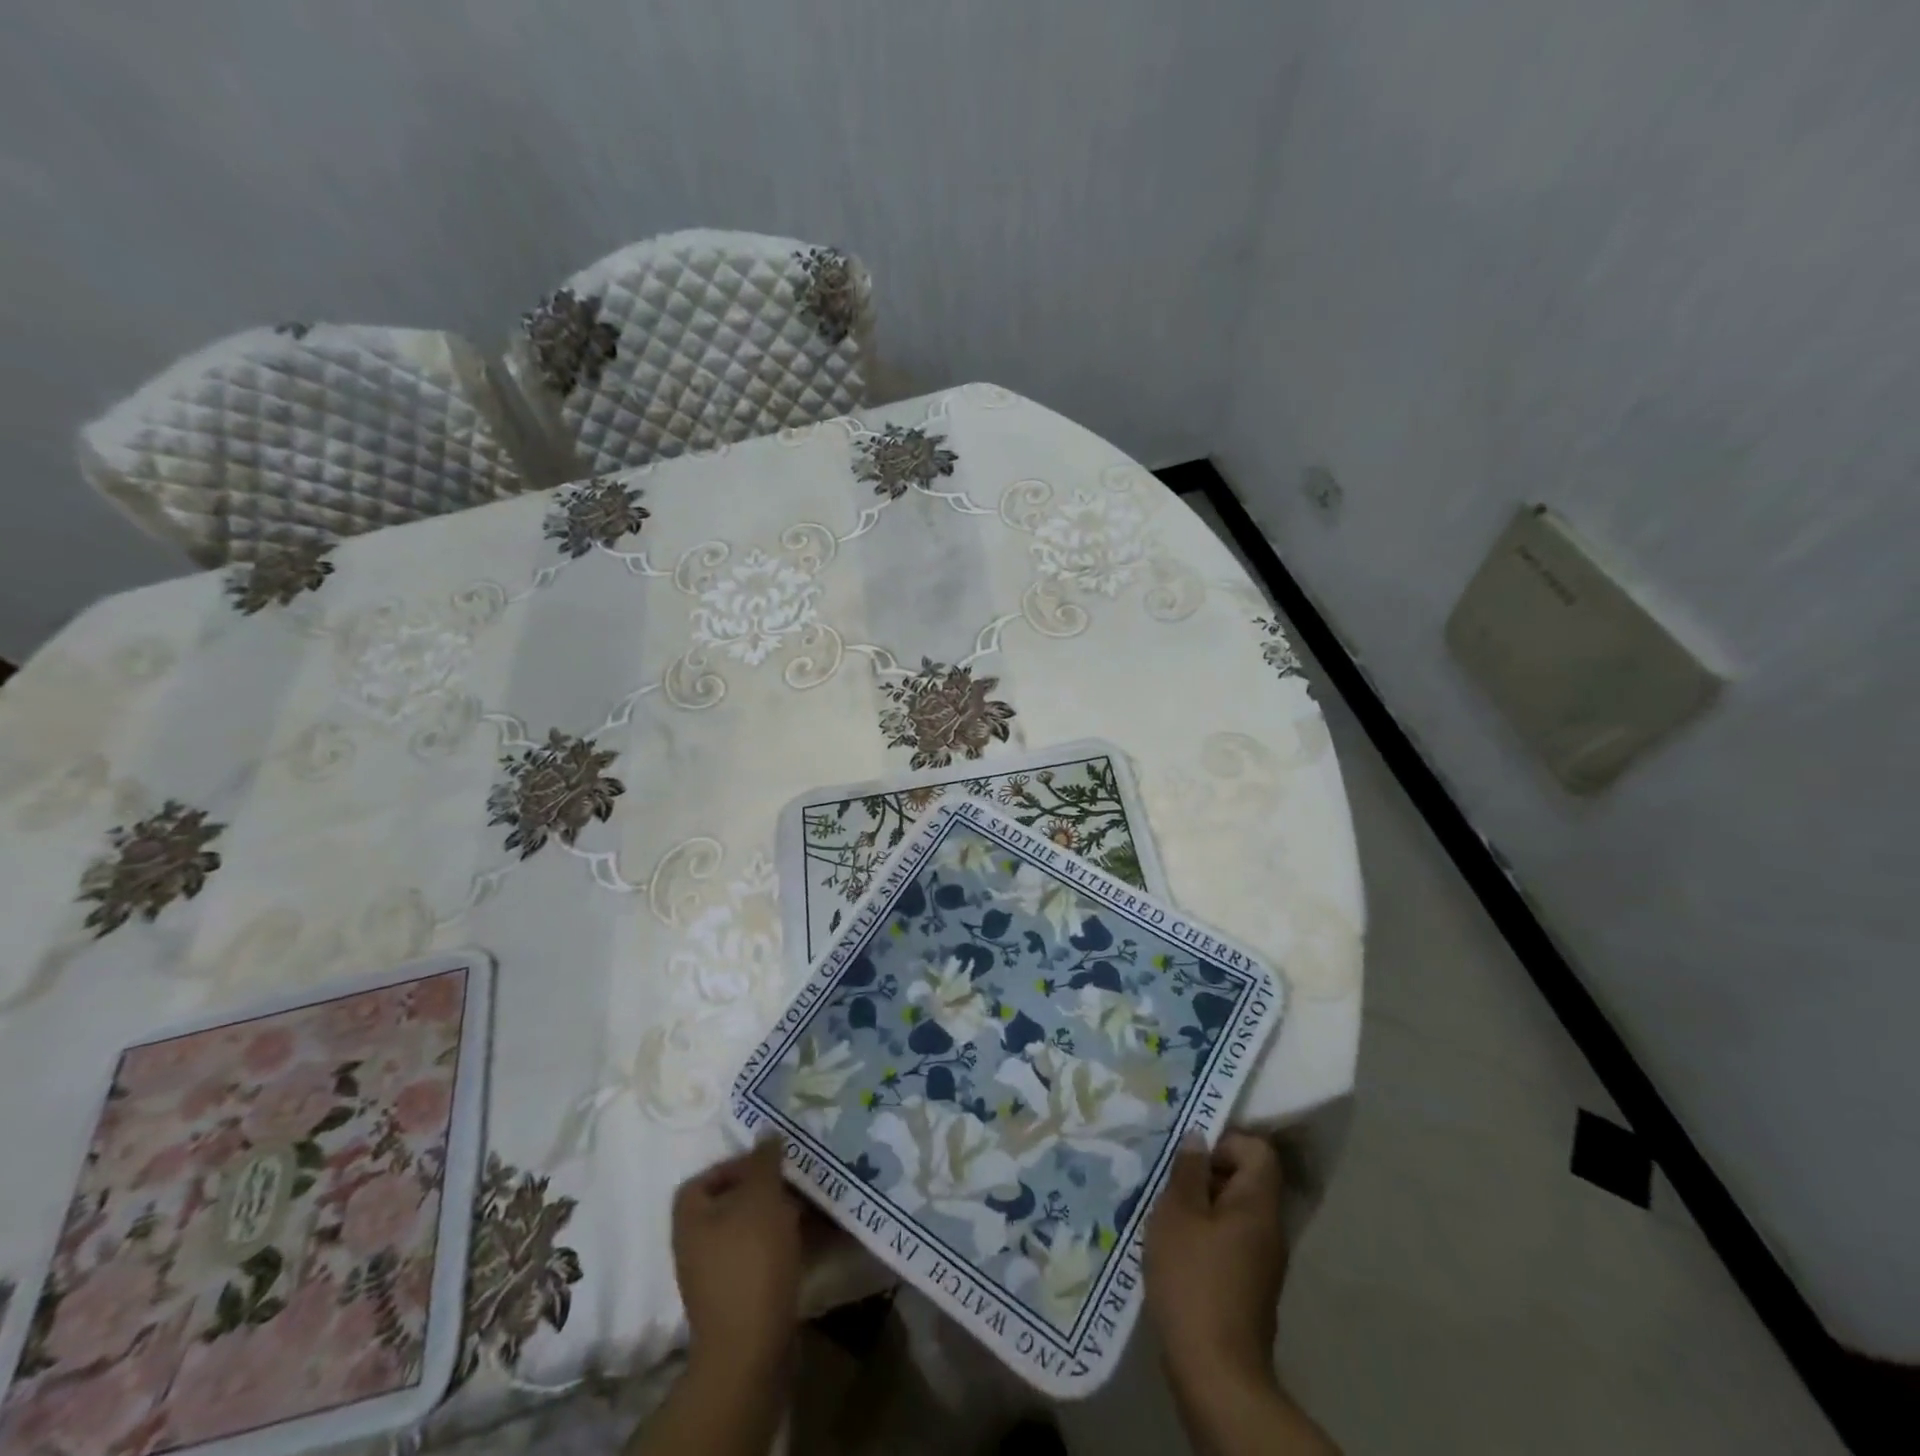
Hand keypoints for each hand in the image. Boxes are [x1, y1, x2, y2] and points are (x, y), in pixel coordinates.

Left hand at [670, 1138, 805, 1379]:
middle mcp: (695, 1244)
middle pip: (733, 1202)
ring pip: (752, 1229)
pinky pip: (762, 1256)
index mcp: (690, 1216)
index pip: (708, 1175)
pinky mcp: (739, 1297)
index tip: (773, 1162)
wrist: (750, 1349)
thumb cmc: (751, 1260)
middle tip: (799, 1179)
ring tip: (813, 1205)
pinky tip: (813, 1237)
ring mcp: (716, 1274)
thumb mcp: (762, 1197)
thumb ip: (765, 1160)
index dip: (738, 1163)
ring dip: (781, 1215)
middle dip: (768, 1188)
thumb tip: (767, 1133)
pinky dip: (784, 1243)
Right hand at [1145, 1131, 1288, 1397]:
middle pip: (1246, 1180)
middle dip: (1205, 1174)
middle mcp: (1269, 1229)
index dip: (1225, 1142)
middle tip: (1168, 1182)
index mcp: (1258, 1205)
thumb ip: (1187, 1171)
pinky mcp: (1249, 1288)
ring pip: (1233, 1213)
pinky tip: (1174, 1250)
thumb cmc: (1193, 1280)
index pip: (1257, 1150)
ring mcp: (1263, 1262)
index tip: (1189, 1157)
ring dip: (1200, 1207)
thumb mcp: (1178, 1213)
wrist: (1215, 1373)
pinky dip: (1204, 1236)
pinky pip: (1229, 1242)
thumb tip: (1198, 1138)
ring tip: (1163, 1215)